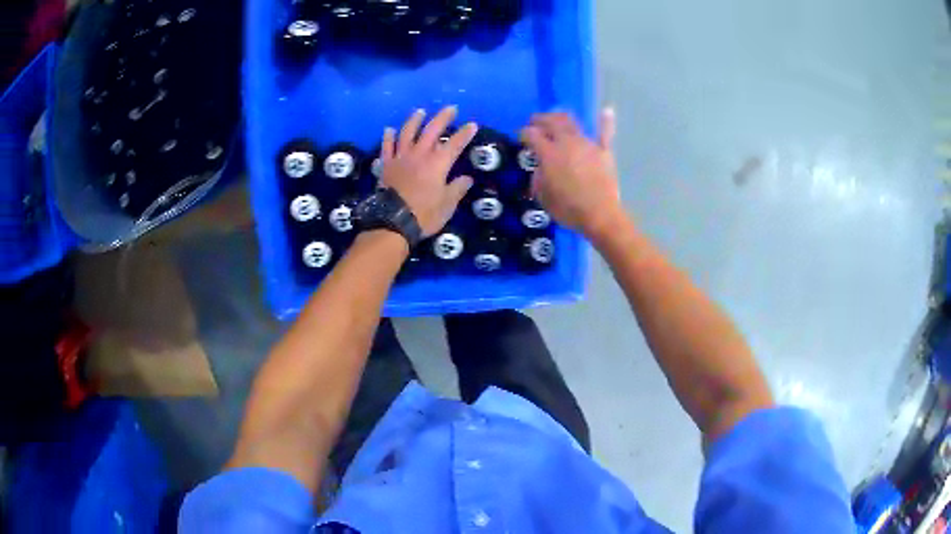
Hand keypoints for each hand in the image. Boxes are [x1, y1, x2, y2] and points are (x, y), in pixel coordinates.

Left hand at [379, 106, 477, 237]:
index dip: (465, 133)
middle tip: (451, 108)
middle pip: (432, 130)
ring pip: (407, 133)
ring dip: (415, 120)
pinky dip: (388, 137)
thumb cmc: (424, 215)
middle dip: (443, 118)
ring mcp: (401, 158)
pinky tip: (389, 129)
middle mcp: (420, 155)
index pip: (455, 144)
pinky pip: (387, 147)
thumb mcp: (447, 205)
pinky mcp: (387, 165)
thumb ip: (457, 189)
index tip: (472, 124)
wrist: (392, 222)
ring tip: (420, 111)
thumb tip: (466, 178)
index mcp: (438, 164)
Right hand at [520, 109, 624, 240]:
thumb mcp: (543, 197)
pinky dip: (606, 121)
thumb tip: (540, 169)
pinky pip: (605, 133)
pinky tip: (607, 111)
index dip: (523, 134)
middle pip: (551, 122)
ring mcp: (587, 144)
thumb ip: (538, 178)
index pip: (531, 135)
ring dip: (562, 118)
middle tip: (535, 122)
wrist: (600, 215)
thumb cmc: (568, 209)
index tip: (521, 137)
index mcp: (549, 153)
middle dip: (540, 120)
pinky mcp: (603, 151)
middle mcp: (567, 143)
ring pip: (573, 123)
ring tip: (557, 119)